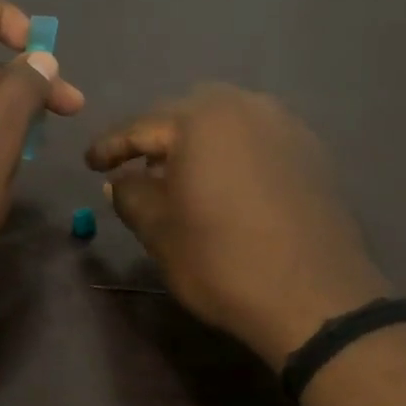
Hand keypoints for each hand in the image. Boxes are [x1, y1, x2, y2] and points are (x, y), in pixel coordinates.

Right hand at [86, 85, 388, 368]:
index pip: (142, 127)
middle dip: (157, 138)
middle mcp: (245, 108)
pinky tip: (226, 185)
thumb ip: (131, 195)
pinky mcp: (311, 152)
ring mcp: (285, 127)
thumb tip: (119, 180)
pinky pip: (257, 139)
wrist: (315, 298)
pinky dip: (232, 153)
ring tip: (181, 177)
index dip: (111, 147)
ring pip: (226, 123)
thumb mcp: (160, 232)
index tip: (89, 164)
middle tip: (136, 168)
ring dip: (197, 144)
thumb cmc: (222, 262)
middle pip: (186, 114)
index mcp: (201, 120)